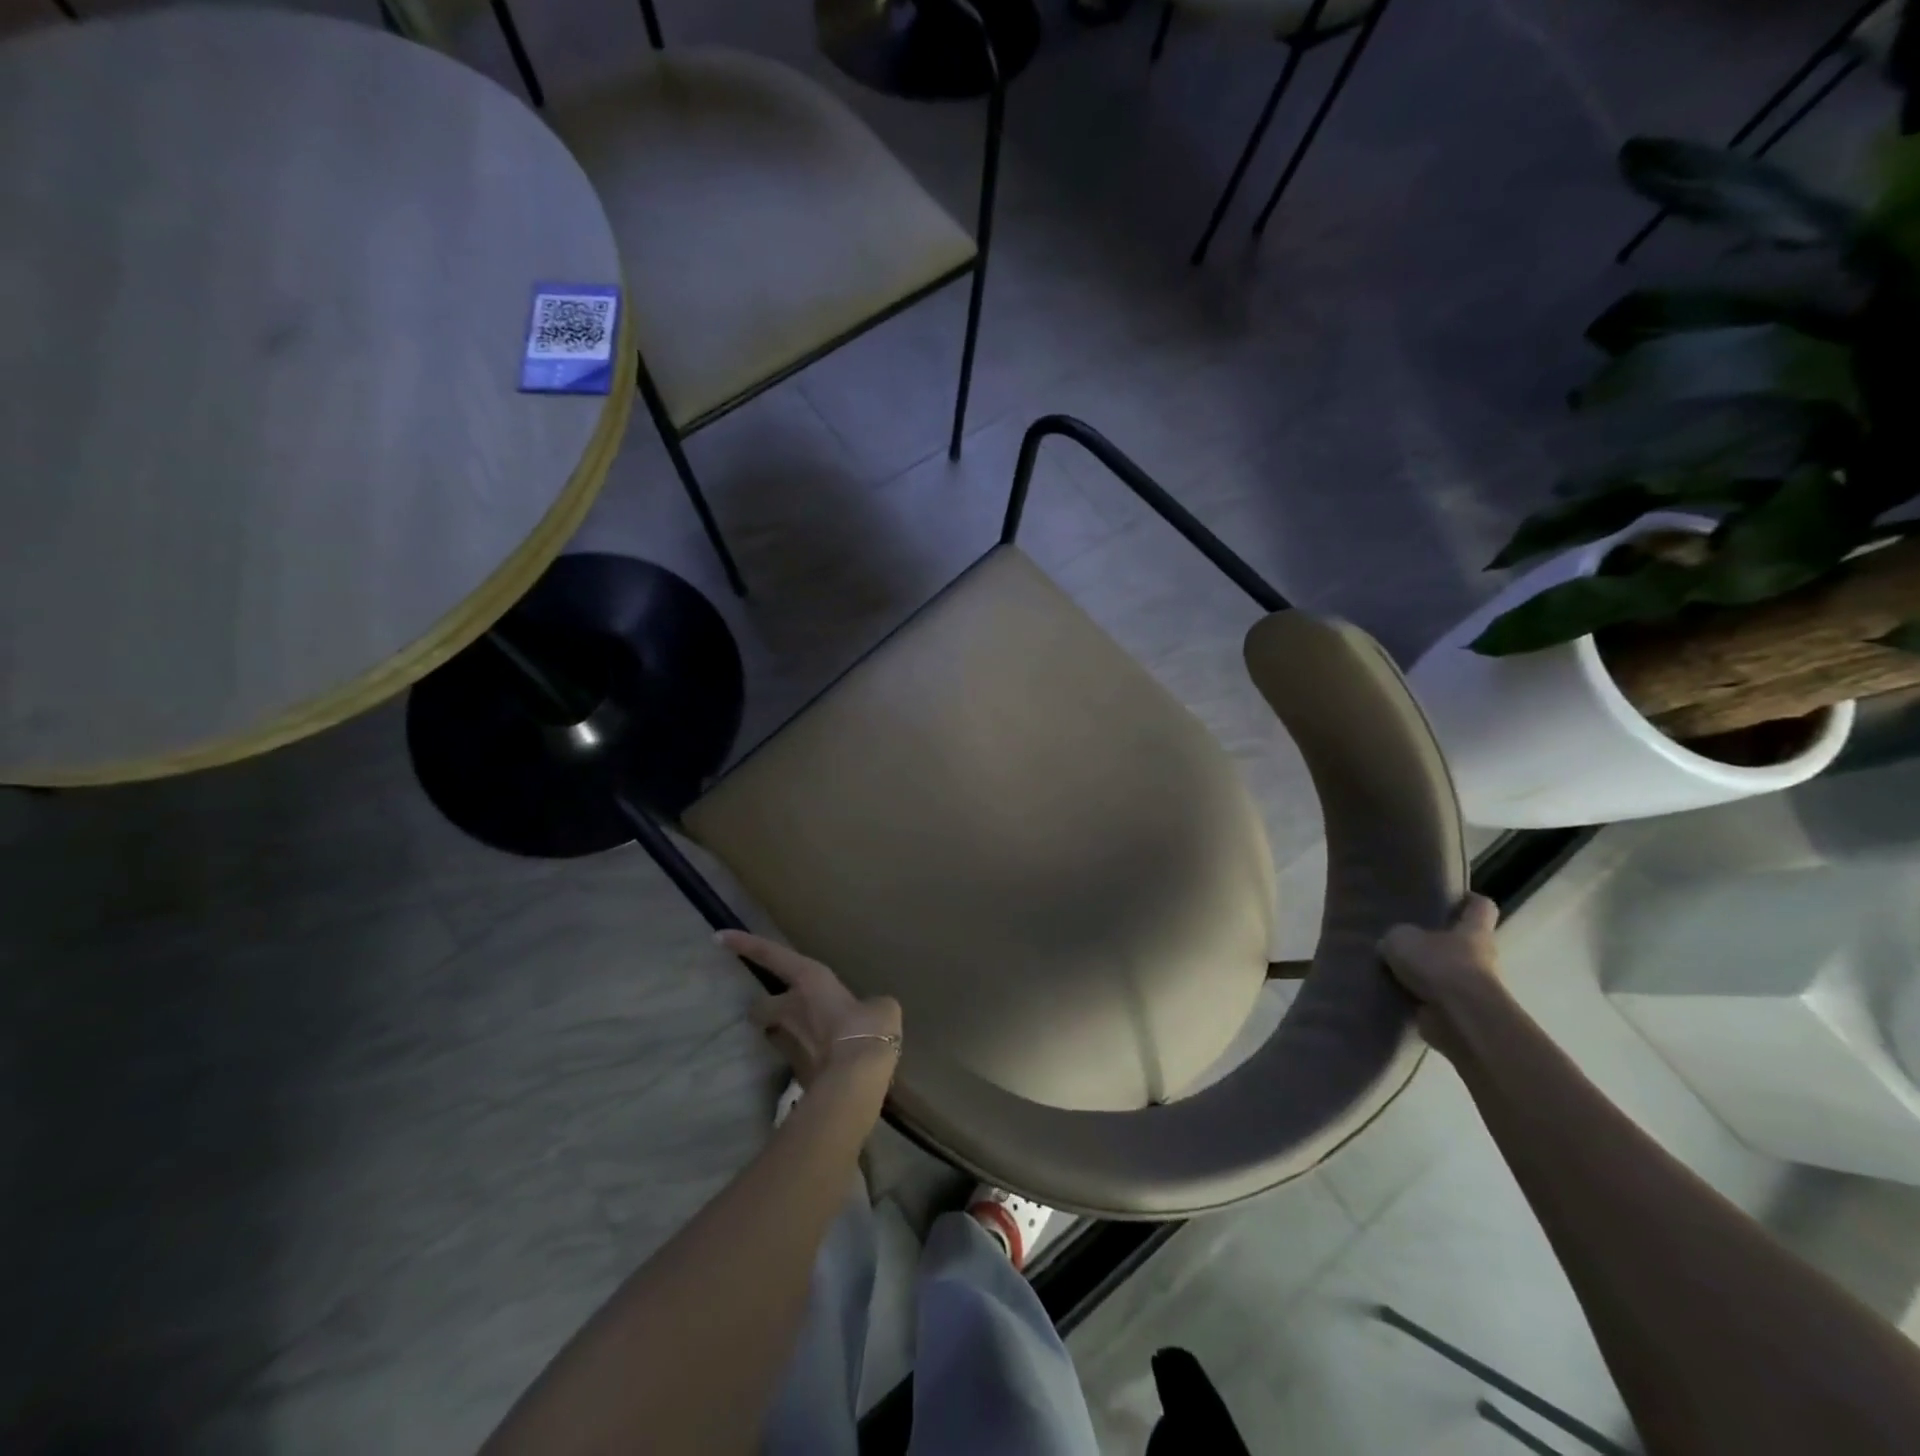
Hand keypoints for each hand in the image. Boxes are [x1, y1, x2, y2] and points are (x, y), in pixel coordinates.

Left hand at [716, 930, 901, 1087]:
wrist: (853, 1082)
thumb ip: (870, 1006)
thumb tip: (870, 1014)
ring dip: (787, 1035)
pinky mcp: (793, 1074)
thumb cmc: (866, 1029)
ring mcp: (787, 1043)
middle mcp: (789, 1008)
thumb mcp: (881, 1008)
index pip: (772, 955)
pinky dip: (808, 1059)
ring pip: (776, 1034)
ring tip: (812, 1040)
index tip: (719, 936)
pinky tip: (828, 1064)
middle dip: (768, 1009)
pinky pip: (797, 1059)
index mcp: (809, 981)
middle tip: (786, 1012)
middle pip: (760, 1007)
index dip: (746, 944)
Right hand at [1378, 894, 1502, 1056]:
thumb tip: (1390, 945)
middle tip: (1408, 938)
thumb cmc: (1439, 966)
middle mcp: (1481, 957)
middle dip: (1439, 941)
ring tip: (1393, 969)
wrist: (1460, 1018)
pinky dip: (1420, 998)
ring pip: (1449, 973)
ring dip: (1427, 973)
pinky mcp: (1461, 1012)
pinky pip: (1437, 999)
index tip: (1453, 898)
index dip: (1469, 900)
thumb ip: (1396, 937)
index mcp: (1474, 931)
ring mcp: (1474, 988)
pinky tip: (1395, 993)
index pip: (1481, 907)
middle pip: (1464, 942)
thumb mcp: (1402, 939)